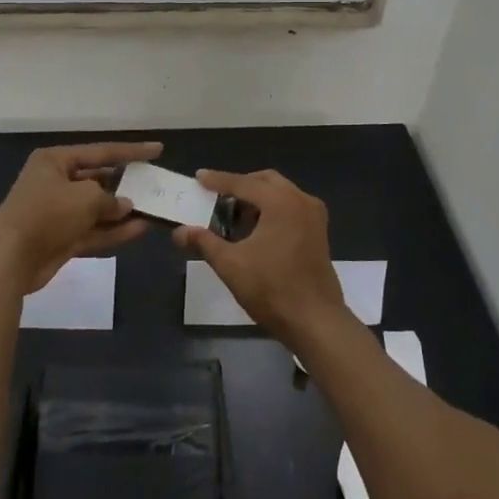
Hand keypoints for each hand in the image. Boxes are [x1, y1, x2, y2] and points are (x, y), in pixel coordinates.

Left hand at [0, 141, 161, 294]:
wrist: (10, 258)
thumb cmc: (47, 213)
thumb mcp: (86, 198)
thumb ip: (110, 199)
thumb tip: (124, 205)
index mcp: (55, 161)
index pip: (101, 151)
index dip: (131, 151)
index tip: (157, 149)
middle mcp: (55, 182)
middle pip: (98, 179)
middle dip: (125, 185)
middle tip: (154, 185)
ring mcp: (57, 213)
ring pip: (97, 209)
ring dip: (122, 212)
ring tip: (153, 211)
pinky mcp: (60, 239)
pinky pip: (92, 230)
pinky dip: (113, 231)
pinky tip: (139, 230)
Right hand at [175, 169, 344, 341]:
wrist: (316, 321)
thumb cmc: (272, 289)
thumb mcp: (231, 265)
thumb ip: (204, 242)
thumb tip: (179, 231)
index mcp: (281, 202)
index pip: (243, 183)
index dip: (218, 181)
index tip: (199, 177)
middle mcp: (301, 200)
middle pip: (265, 181)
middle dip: (240, 186)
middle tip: (217, 198)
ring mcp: (314, 215)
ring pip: (280, 193)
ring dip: (257, 199)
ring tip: (234, 217)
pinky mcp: (319, 231)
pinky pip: (291, 207)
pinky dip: (272, 210)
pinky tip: (257, 231)